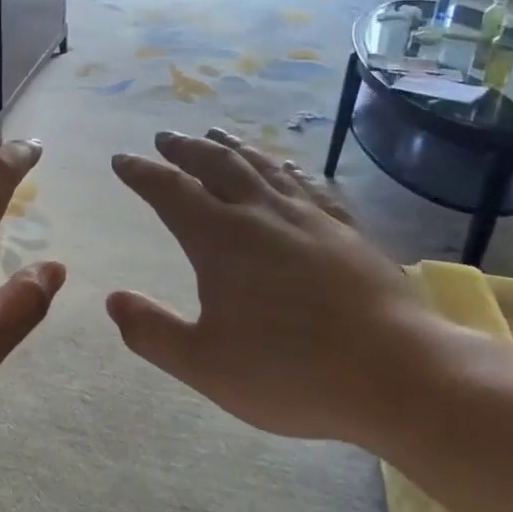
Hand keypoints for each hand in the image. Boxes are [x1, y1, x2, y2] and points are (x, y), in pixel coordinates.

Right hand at [106, 129, 451, 441]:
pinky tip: (288, 168)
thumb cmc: (291, 372)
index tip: (122, 160)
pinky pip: (310, 186)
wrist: (399, 376)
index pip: (170, 191)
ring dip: (233, 147)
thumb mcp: (204, 364)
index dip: (142, 173)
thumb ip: (152, 332)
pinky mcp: (347, 232)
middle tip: (166, 138)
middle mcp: (262, 215)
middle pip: (217, 165)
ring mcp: (310, 219)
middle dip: (185, 149)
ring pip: (263, 167)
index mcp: (220, 240)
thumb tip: (113, 299)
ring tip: (217, 134)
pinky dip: (288, 170)